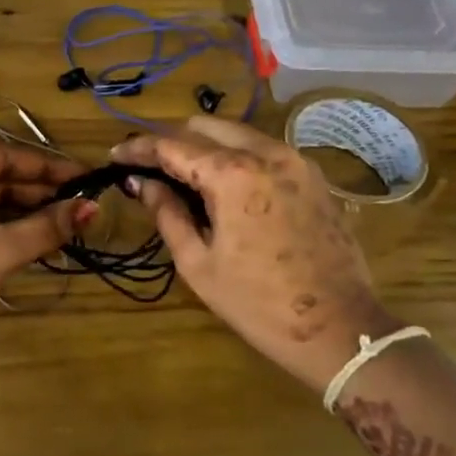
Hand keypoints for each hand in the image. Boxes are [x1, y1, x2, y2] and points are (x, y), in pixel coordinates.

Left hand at [0, 142, 93, 390]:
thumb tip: (92, 208)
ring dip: (27, 216)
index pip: (2, 156)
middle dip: (39, 194)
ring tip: (68, 226)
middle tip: (82, 206)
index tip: (84, 178)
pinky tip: (39, 244)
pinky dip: (9, 235)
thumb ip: (45, 228)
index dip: (46, 167)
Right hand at [111, 118, 392, 390]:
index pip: (173, 145)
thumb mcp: (199, 264)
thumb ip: (167, 214)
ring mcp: (295, 160)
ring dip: (204, 145)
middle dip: (171, 140)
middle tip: (148, 166)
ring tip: (182, 174)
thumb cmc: (258, 304)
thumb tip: (144, 183)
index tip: (115, 156)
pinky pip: (263, 149)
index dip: (139, 148)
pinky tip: (222, 184)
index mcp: (233, 174)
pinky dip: (235, 155)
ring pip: (237, 133)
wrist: (340, 328)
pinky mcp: (313, 175)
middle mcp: (266, 153)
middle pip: (204, 126)